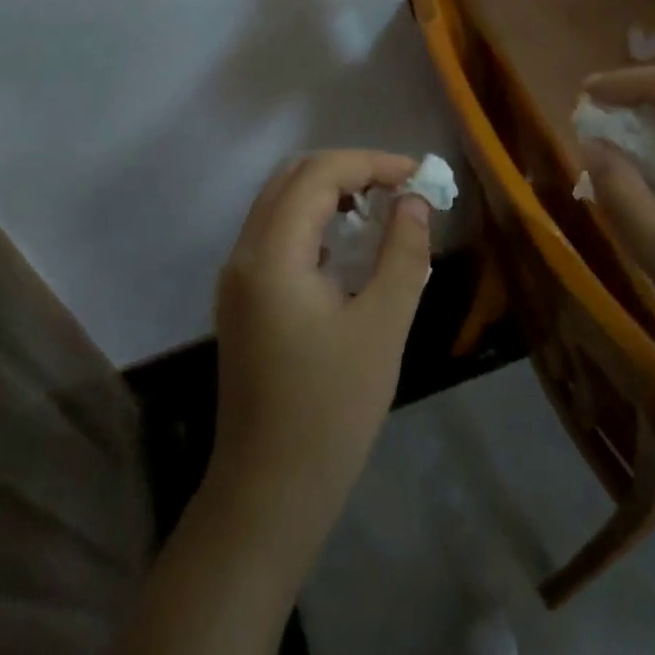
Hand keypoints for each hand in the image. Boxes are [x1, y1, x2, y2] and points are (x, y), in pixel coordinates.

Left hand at [204, 150, 432, 566]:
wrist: (269, 491)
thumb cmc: (331, 411)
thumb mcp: (383, 327)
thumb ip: (403, 254)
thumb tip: (416, 202)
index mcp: (272, 255)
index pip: (317, 174)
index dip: (370, 162)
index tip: (417, 175)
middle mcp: (244, 253)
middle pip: (292, 177)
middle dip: (349, 170)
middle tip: (400, 188)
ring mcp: (237, 276)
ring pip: (280, 202)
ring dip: (330, 192)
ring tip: (382, 209)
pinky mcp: (242, 298)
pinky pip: (277, 233)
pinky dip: (314, 220)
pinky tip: (350, 245)